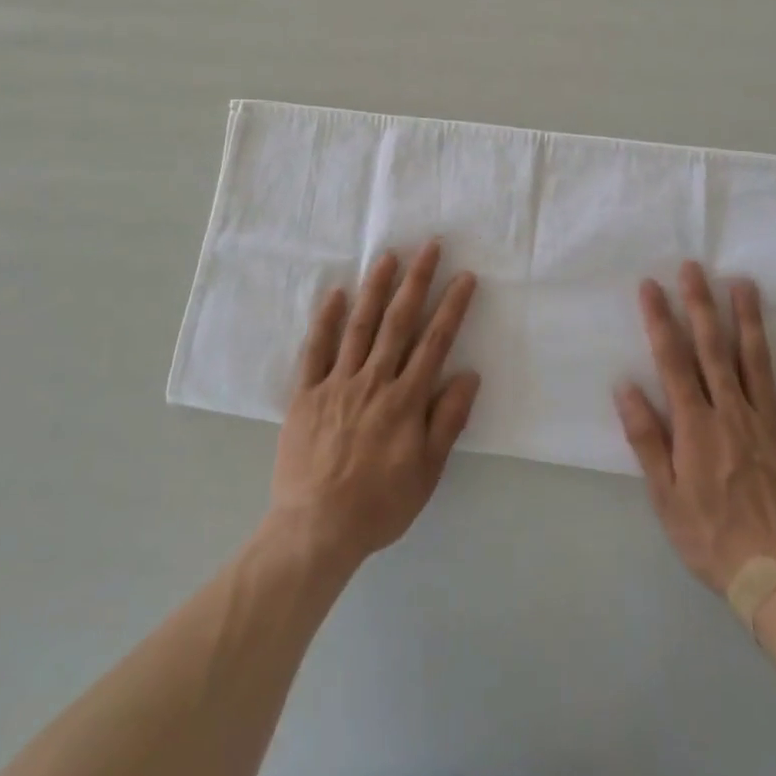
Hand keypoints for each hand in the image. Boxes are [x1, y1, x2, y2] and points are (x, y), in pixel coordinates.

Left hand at [269, 240, 481, 569]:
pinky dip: (325, 320)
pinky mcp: (306, 393)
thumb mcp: (427, 473)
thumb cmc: (379, 505)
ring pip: (360, 326)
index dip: (452, 307)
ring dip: (375, 288)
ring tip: (388, 256)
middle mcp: (374, 381)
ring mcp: (337, 383)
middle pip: (399, 322)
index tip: (464, 276)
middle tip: (429, 246)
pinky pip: (316, 349)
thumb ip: (447, 421)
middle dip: (417, 281)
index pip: (435, 343)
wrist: (316, 529)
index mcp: (405, 400)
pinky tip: (335, 293)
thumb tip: (469, 375)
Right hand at [614, 261, 775, 591]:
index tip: (651, 286)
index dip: (660, 319)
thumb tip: (625, 388)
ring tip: (743, 283)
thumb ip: (646, 439)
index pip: (672, 360)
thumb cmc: (710, 536)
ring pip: (756, 361)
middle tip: (694, 268)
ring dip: (748, 320)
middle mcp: (732, 412)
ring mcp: (770, 423)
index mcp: (695, 425)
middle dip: (701, 304)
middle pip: (713, 349)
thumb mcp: (664, 495)